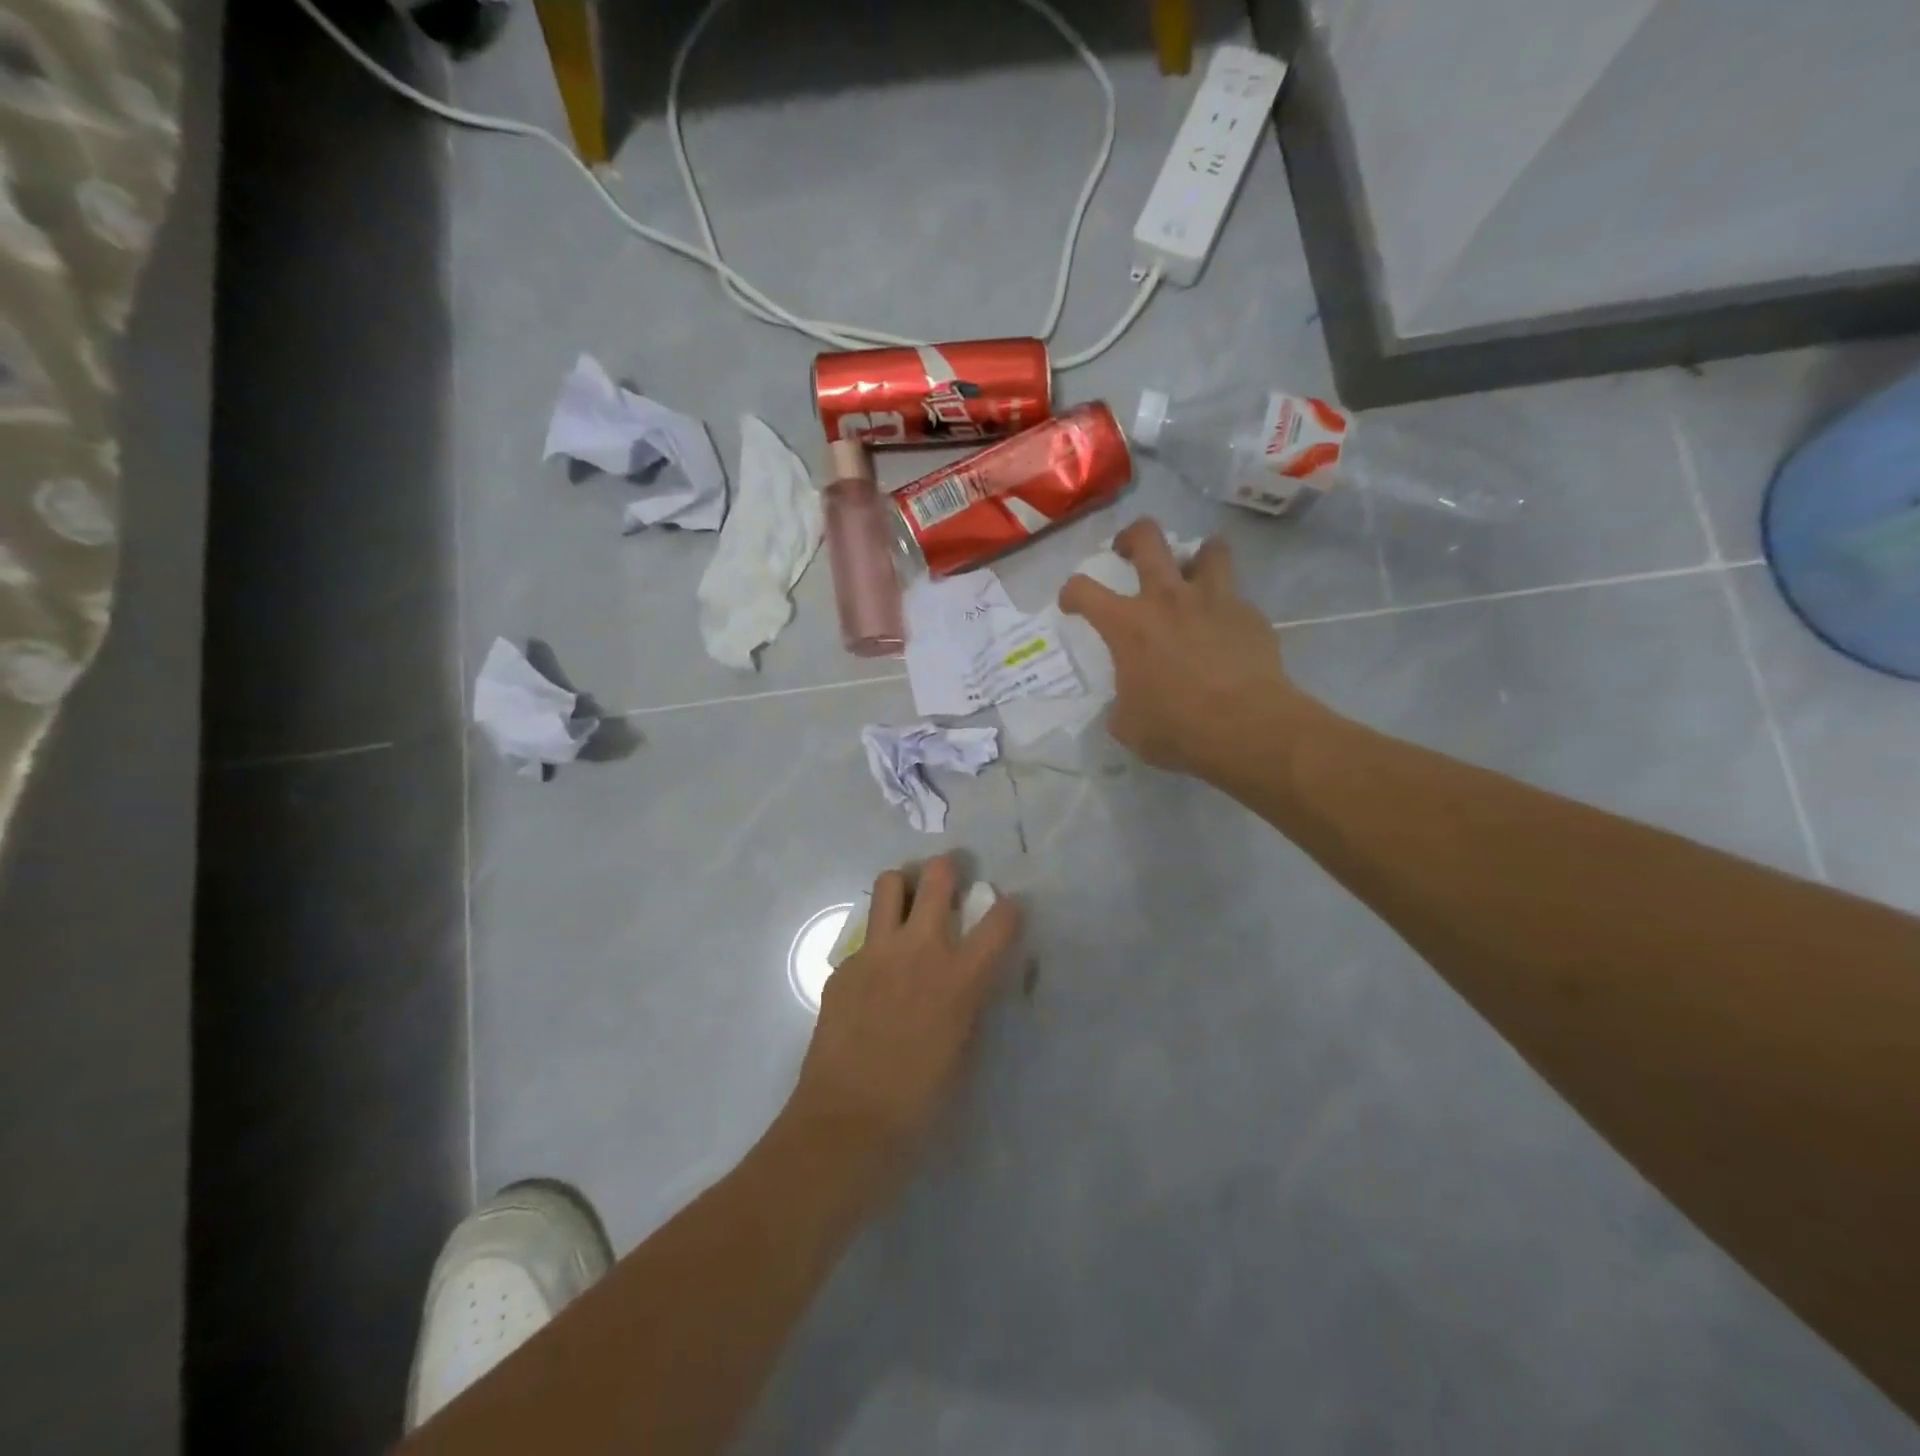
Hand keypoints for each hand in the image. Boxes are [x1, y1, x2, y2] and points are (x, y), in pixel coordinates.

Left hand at [791, 856, 1020, 1169]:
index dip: (1009, 909)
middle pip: (937, 875)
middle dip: (948, 869)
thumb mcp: (965, 1048)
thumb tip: (970, 979)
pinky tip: (875, 976)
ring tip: (908, 907)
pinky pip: (864, 936)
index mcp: (961, 975)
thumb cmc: (921, 1101)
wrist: (848, 1122)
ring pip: (889, 882)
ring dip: (905, 887)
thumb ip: (970, 1001)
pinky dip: (877, 943)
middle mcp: (921, 949)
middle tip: (949, 882)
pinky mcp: (844, 965)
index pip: (1000, 918)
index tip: (1006, 912)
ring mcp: (876, 952)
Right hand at [1058, 518, 1316, 780]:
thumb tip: (1128, 700)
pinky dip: (1225, 606)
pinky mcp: (1250, 615)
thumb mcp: (1129, 724)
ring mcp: (1214, 601)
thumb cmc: (1177, 729)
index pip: (1084, 590)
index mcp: (1128, 625)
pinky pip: (1235, 596)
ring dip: (1196, 557)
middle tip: (1128, 551)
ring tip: (1192, 574)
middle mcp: (1168, 599)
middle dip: (1131, 537)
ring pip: (1208, 549)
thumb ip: (1122, 702)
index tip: (1071, 603)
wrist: (1247, 728)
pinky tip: (1225, 630)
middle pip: (1147, 538)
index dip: (1071, 592)